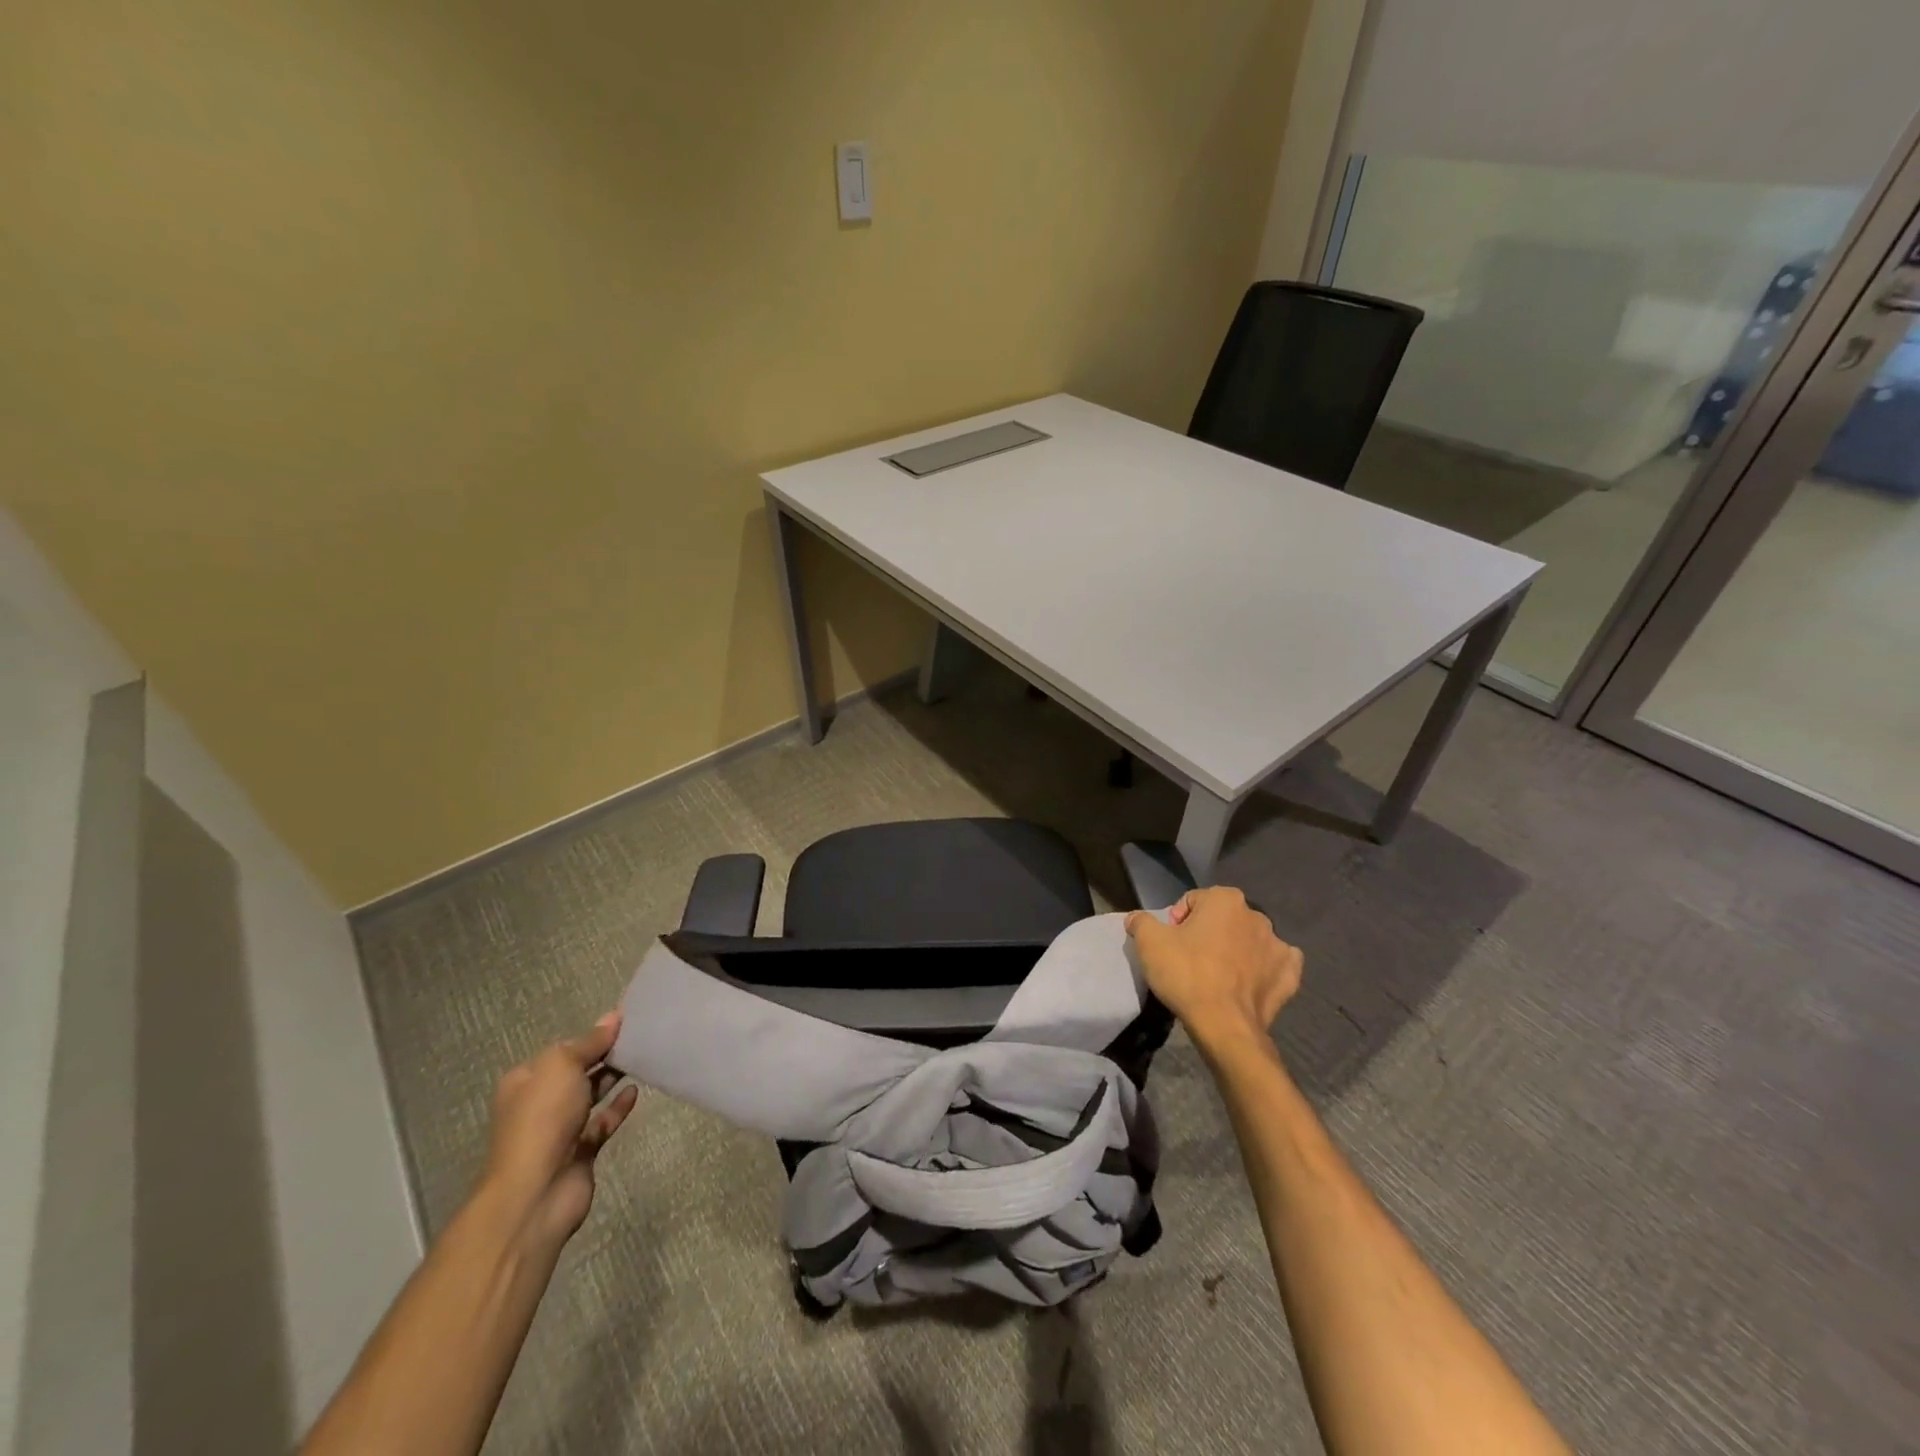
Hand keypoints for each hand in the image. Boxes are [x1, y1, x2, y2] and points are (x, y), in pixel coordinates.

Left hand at [481, 1011, 639, 1245]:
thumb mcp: (563, 1066)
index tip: (623, 1022)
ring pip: (590, 1097)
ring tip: (641, 1058)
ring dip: (611, 1079)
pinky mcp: (580, 1151)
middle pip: (576, 1072)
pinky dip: (618, 1107)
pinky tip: (636, 1091)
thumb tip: (613, 1017)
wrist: (537, 1191)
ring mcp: (559, 1130)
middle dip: (602, 1056)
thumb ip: (590, 1042)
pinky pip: (602, 1122)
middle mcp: (539, 1103)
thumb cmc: (543, 1118)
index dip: (591, 1036)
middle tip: (638, 1037)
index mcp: (526, 1080)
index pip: (562, 1050)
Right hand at [1125, 887, 1302, 1050]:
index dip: (1178, 920)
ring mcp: (1278, 945)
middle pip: (1223, 918)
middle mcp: (1256, 915)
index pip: (1194, 900)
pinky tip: (1249, 982)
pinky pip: (1276, 964)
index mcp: (1225, 899)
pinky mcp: (1289, 974)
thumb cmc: (1186, 974)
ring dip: (1237, 949)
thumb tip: (1136, 918)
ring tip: (1218, 975)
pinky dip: (1264, 969)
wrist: (1224, 1025)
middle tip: (1191, 958)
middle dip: (1209, 932)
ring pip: (1250, 940)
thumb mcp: (1148, 943)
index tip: (1171, 942)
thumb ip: (1141, 922)